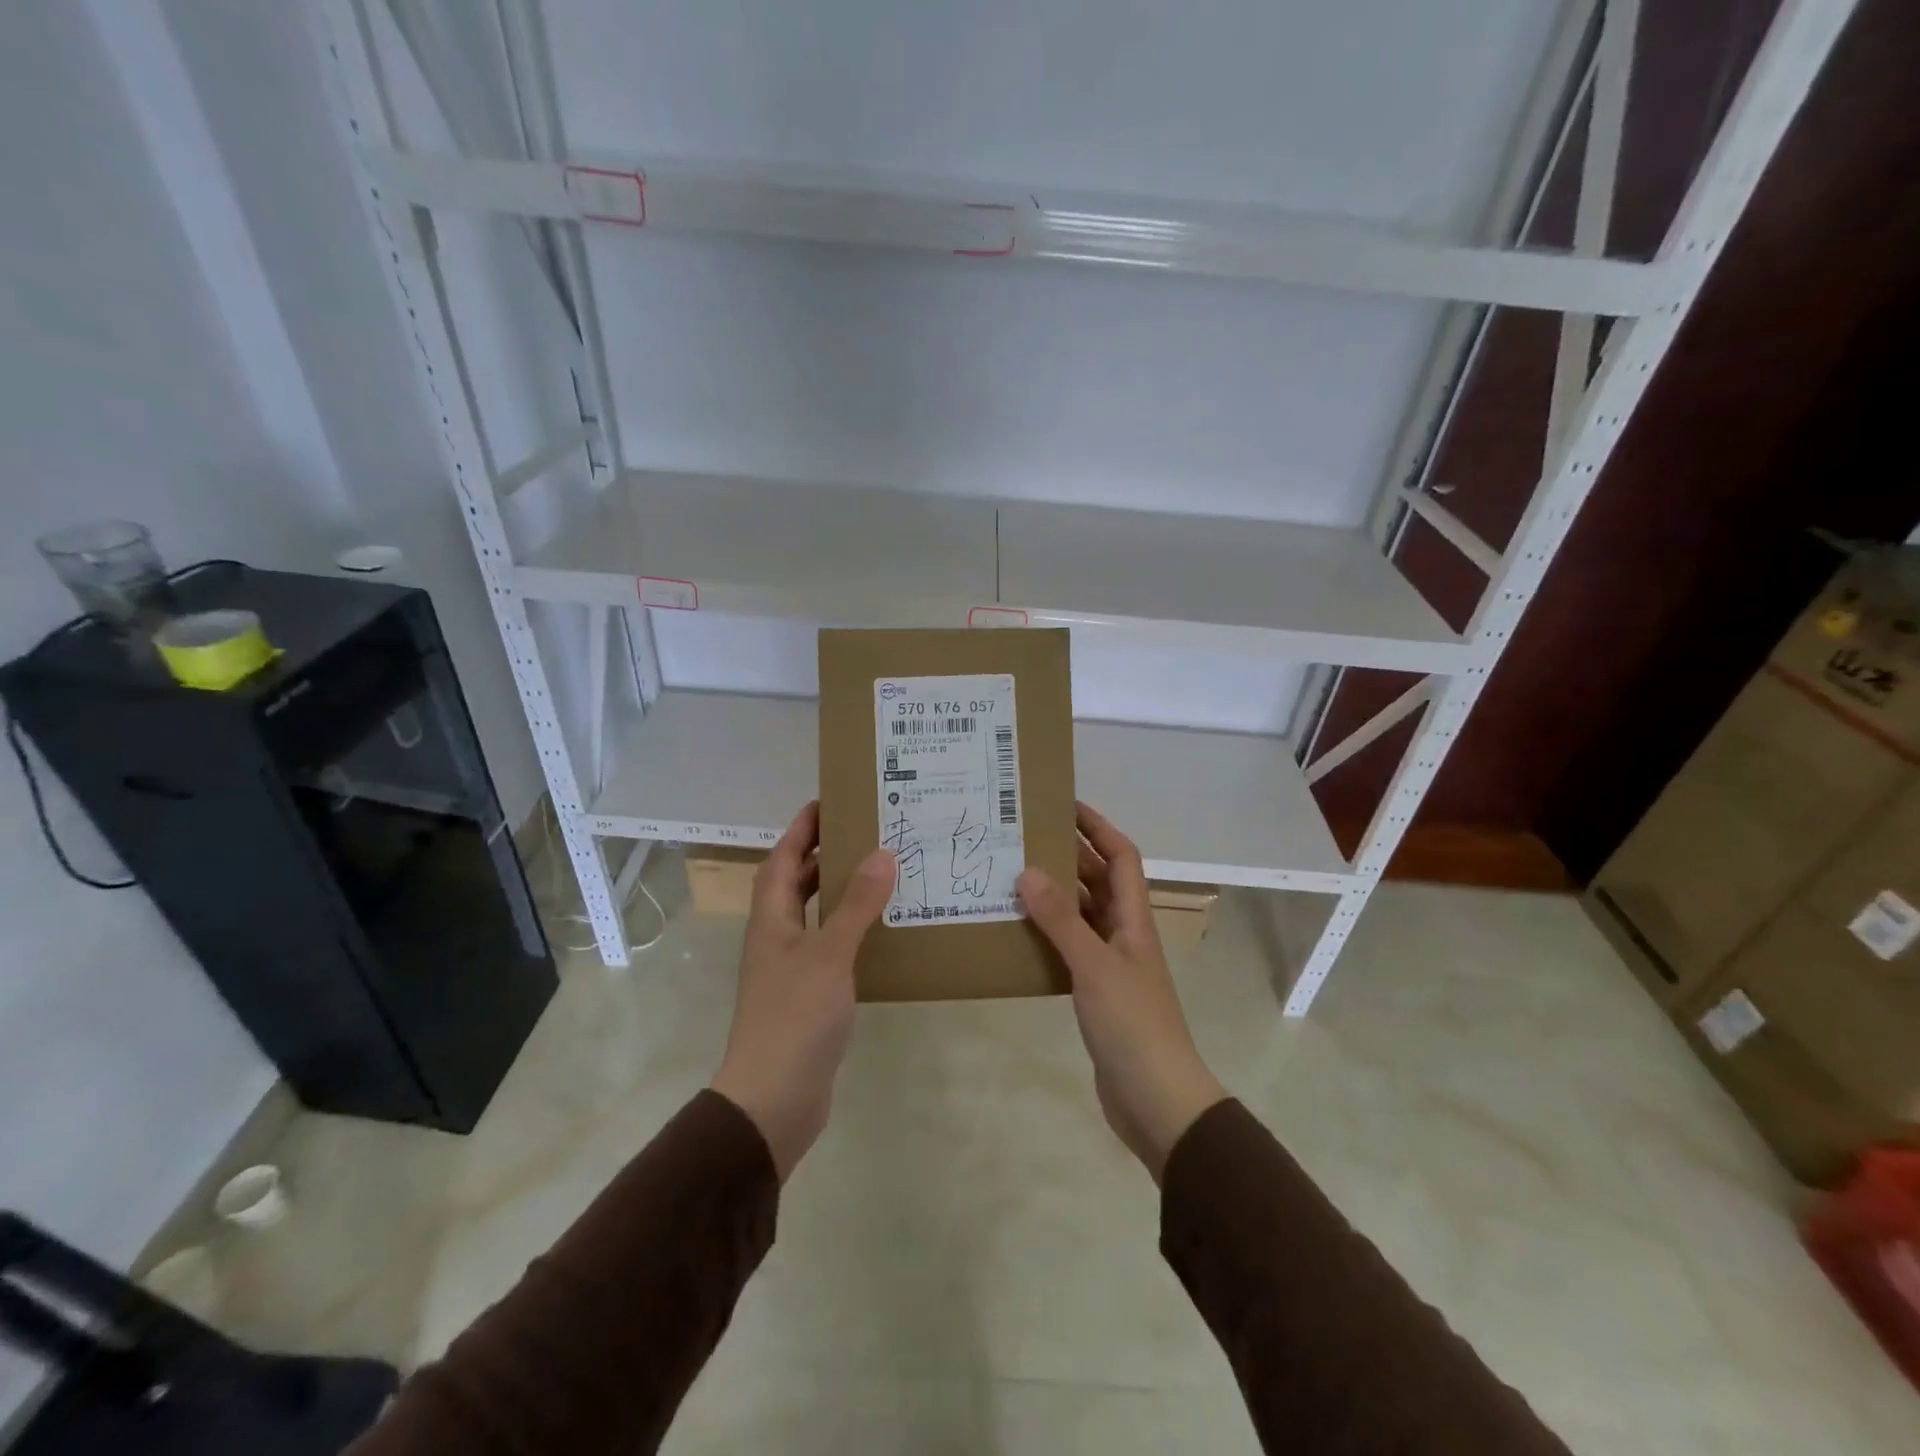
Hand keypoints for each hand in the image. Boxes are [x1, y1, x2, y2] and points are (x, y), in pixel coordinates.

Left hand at [710, 802, 894, 1181]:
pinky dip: (850, 930)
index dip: (800, 830)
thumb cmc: (795, 1018)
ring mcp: (790, 969)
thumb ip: (856, 905)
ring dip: (838, 892)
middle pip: (795, 884)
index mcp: (771, 920)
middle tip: (864, 833)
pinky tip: (880, 931)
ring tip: (878, 872)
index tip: (827, 802)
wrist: (773, 1101)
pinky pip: (830, 947)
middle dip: (822, 855)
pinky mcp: (808, 996)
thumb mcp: (830, 955)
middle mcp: (776, 938)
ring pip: (813, 916)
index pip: (782, 860)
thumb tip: (881, 854)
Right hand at [1018, 803, 1225, 1182]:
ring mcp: (1111, 965)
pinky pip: (1070, 949)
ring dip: (1054, 896)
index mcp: (1134, 919)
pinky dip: (1047, 935)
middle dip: (1067, 856)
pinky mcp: (1096, 993)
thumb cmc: (1133, 1025)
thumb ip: (1061, 920)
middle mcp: (1125, 934)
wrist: (1157, 1101)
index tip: (1063, 805)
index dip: (1098, 827)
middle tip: (1022, 839)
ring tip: (1010, 878)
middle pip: (1099, 881)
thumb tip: (1028, 871)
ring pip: (1082, 915)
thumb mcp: (1094, 966)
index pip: (1121, 857)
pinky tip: (1017, 934)